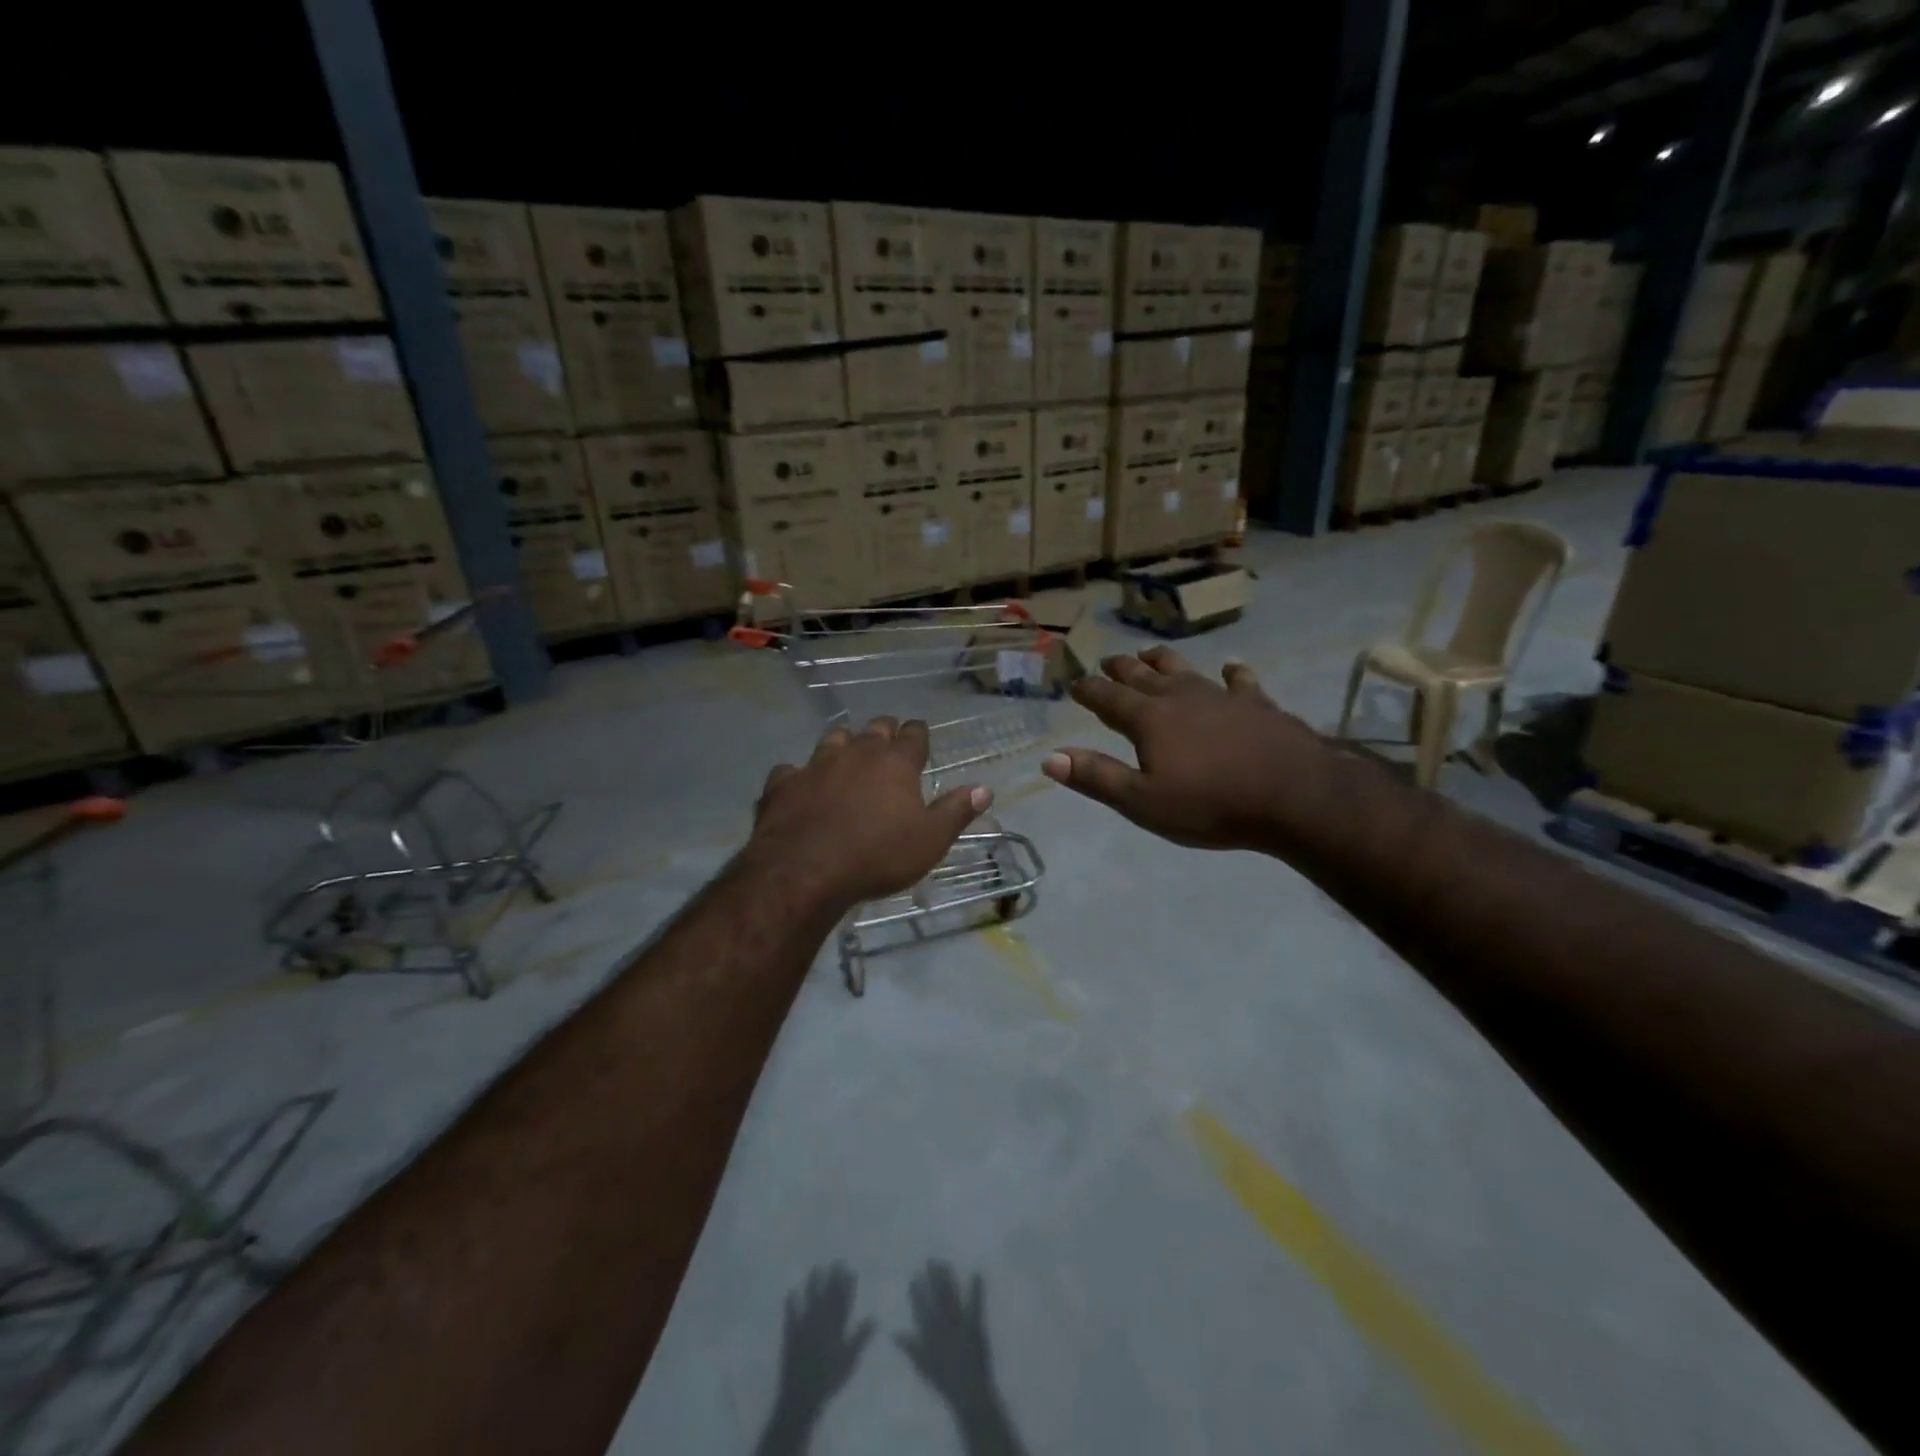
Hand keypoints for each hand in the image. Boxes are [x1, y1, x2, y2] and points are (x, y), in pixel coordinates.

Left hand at [749, 718, 991, 909]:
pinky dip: (799, 775)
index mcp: (895, 763)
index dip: (918, 734)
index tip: (920, 736)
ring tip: (846, 755)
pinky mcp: (783, 784)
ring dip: (843, 744)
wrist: (804, 871)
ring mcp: (816, 764)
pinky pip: (792, 770)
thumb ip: (956, 811)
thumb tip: (984, 788)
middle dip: (884, 732)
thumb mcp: (930, 840)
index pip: (914, 735)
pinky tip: (800, 786)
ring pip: (833, 740)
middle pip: (874, 729)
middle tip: (888, 742)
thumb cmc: (877, 856)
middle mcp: (857, 753)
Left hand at [756, 1264, 873, 1454]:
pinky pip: (791, 1314)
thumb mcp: (850, 1359)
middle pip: (828, 1295)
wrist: (803, 1394)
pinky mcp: (791, 1333)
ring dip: (813, 1283)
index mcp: (836, 1325)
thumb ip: (861, 1337)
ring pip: (811, 1299)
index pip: (843, 1300)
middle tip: (836, 1261)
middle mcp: (821, 1320)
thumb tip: (875, 1317)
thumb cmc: (830, 1378)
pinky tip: (790, 1291)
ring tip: (816, 1267)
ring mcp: (805, 1325)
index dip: (847, 1284)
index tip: (850, 1269)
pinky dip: (791, 1303)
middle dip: (833, 1277)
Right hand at [895, 1262, 995, 1410]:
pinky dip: (976, 1288)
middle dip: (933, 1277)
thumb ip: (910, 1348)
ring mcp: (960, 1322)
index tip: (913, 1278)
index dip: (917, 1293)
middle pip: (937, 1296)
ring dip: (948, 1278)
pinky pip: (976, 1303)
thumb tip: (894, 1334)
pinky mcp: (975, 1324)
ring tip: (944, 1263)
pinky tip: (977, 1273)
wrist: (968, 1392)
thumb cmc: (944, 1380)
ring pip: (952, 1295)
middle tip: (930, 1260)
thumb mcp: (923, 1366)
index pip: (921, 1308)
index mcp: (931, 1334)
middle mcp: (943, 1324)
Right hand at [1041, 647, 1336, 853]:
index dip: (1088, 690)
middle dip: (1121, 669)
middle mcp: (1181, 697)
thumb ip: (1097, 777)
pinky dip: (1232, 673)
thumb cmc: (1211, 804)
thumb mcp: (1143, 801)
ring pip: (1184, 670)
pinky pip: (1240, 681)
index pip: (1108, 698)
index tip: (1074, 683)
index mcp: (1149, 719)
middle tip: (1108, 661)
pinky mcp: (1258, 704)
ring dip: (1163, 662)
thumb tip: (1050, 759)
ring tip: (1150, 654)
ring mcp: (1221, 696)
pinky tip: (1231, 668)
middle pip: (1143, 676)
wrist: (1294, 796)